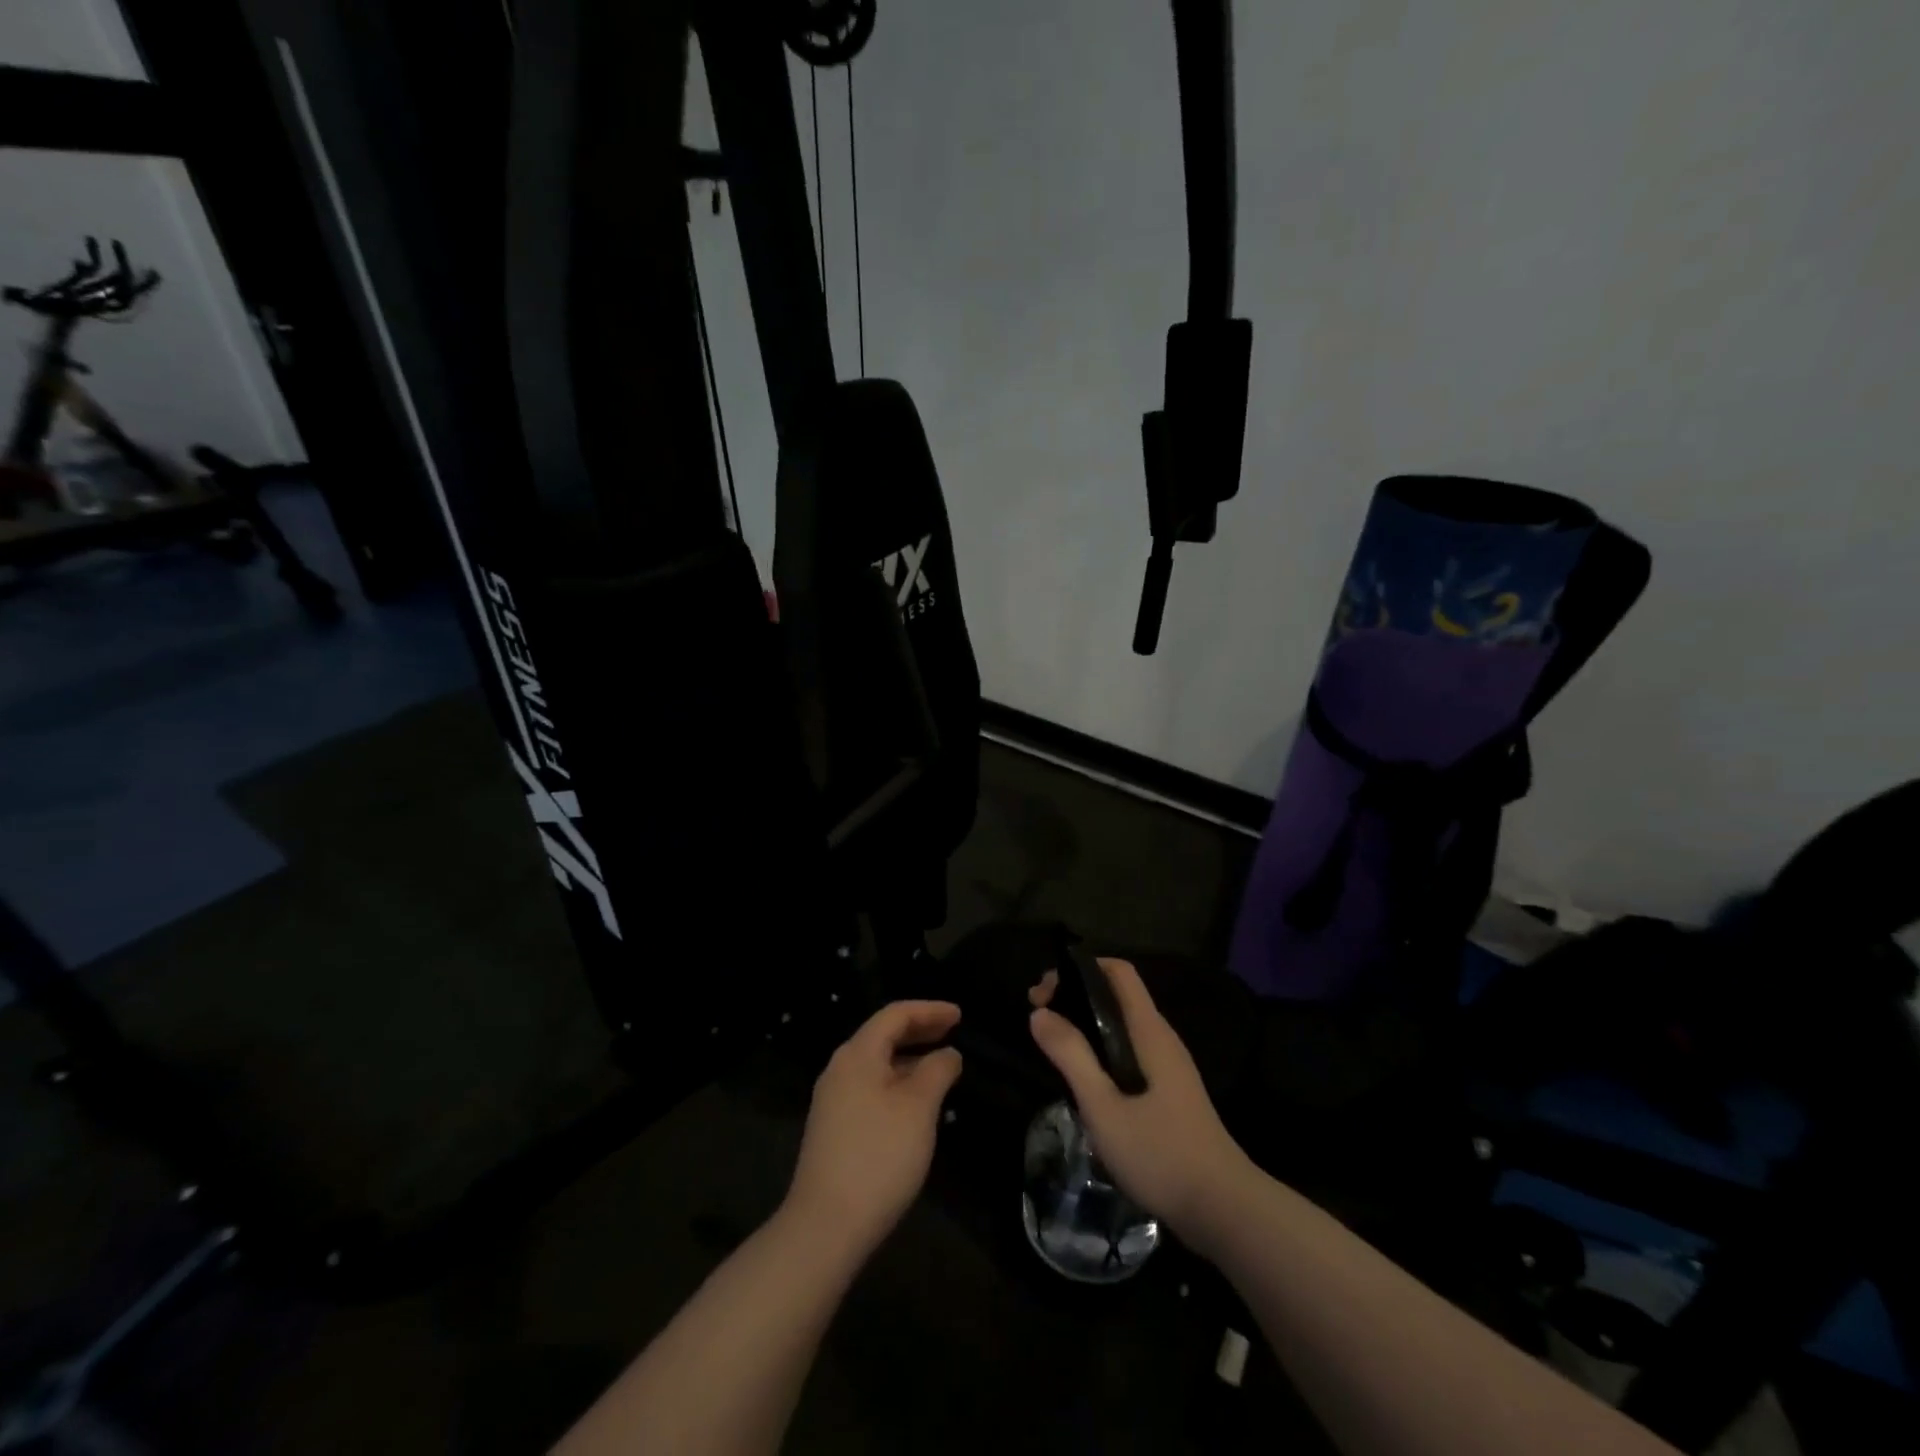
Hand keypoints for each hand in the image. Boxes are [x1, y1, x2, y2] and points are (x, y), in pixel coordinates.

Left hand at [784, 1000, 963, 1258]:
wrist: (825, 1226)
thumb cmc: (879, 1156)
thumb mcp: (918, 1108)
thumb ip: (937, 1071)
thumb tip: (948, 1054)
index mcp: (857, 1054)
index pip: (895, 1015)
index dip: (929, 1010)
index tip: (960, 1015)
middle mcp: (840, 1069)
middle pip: (883, 1035)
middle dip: (919, 1030)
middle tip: (953, 1032)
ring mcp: (833, 1100)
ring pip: (877, 1064)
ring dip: (909, 1059)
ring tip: (941, 1066)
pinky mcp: (834, 1128)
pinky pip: (870, 1087)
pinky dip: (897, 1082)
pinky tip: (916, 1102)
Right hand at [1029, 960, 1247, 1240]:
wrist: (1224, 1210)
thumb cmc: (1160, 1153)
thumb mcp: (1104, 1107)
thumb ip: (1072, 1056)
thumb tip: (1039, 1014)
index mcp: (1149, 1031)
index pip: (1118, 971)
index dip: (1080, 969)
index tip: (1045, 993)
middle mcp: (1161, 1038)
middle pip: (1117, 995)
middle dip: (1076, 996)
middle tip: (1039, 1019)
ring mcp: (1169, 1066)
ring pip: (1122, 1025)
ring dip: (1087, 1025)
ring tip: (1054, 1046)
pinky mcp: (1170, 1091)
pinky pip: (1129, 1051)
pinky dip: (1101, 1049)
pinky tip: (1084, 1079)